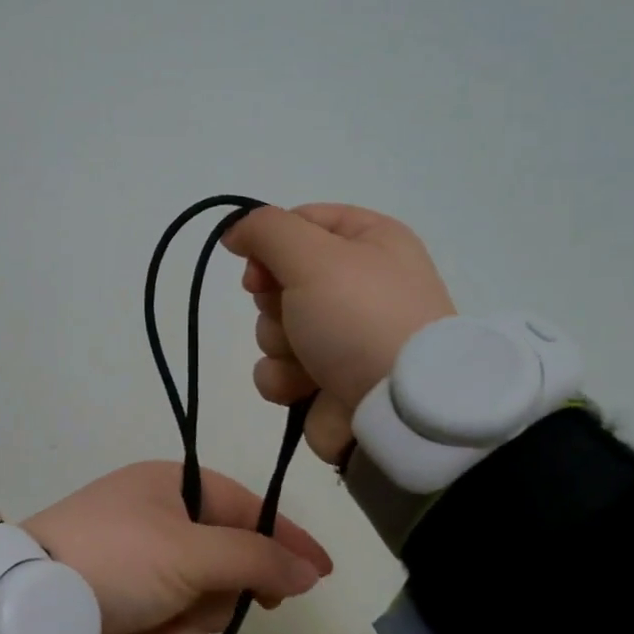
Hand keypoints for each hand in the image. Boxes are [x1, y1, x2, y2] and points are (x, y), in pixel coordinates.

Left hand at [22, 462, 331, 633]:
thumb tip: (309, 571)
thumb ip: (257, 558)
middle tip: (221, 597)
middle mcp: (160, 522)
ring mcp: (145, 569)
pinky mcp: (134, 610)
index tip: (322, 571)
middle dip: (225, 587)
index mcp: (171, 487)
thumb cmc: (119, 559)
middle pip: (230, 560)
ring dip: (194, 617)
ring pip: (207, 602)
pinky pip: (179, 627)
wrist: (38, 612)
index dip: (286, 538)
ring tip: (162, 616)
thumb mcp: (193, 551)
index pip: (247, 507)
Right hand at [222, 203, 456, 460]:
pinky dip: (286, 381)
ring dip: (280, 347)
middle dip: (275, 304)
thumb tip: (234, 232)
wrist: (398, 410)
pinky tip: (308, 390)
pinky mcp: (327, 380)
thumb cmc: (360, 318)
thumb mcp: (314, 257)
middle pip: (281, 280)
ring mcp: (344, 336)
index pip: (301, 222)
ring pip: (274, 330)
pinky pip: (280, 372)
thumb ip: (266, 231)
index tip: (256, 270)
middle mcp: (359, 284)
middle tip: (296, 316)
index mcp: (371, 241)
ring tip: (310, 363)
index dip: (270, 244)